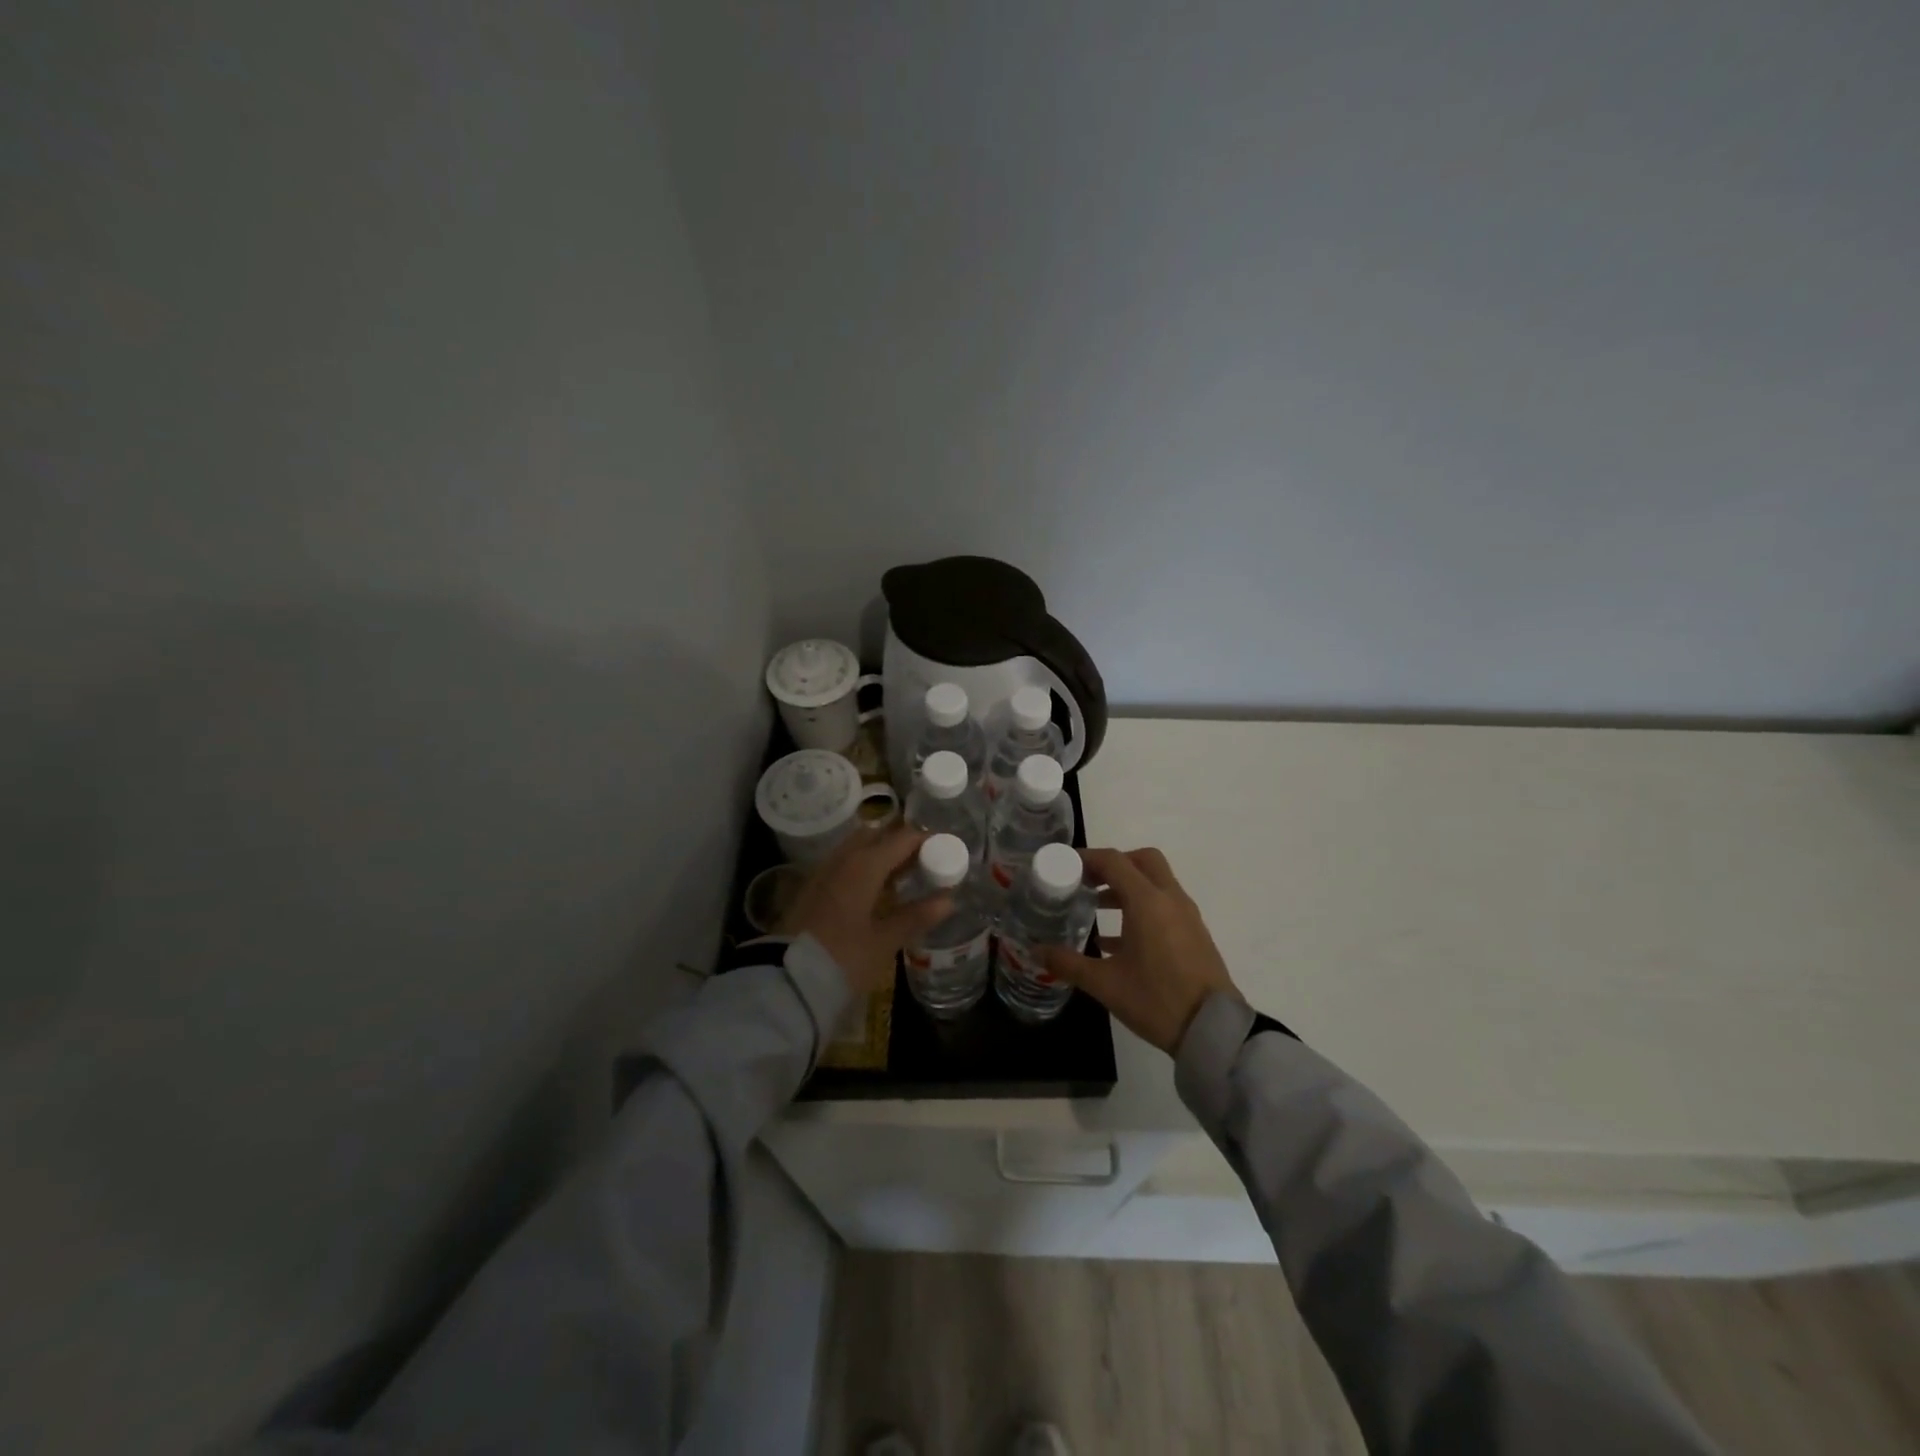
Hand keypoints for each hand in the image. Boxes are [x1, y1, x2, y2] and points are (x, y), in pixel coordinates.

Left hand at [780, 825, 953, 994]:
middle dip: (901, 843)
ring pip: (856, 848)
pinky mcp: (811, 888)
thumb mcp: (884, 941)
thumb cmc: (843, 958)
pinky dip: (862, 868)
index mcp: (864, 864)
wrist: (788, 980)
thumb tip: (949, 899)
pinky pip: (843, 865)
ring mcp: (823, 872)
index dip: (927, 841)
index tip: (946, 851)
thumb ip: (916, 916)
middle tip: (924, 862)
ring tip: (902, 877)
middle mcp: (842, 859)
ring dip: (880, 854)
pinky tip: (873, 891)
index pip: (902, 838)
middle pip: (876, 835)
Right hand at [1043, 847, 1241, 1053]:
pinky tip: (1117, 939)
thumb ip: (1068, 963)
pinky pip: (1164, 905)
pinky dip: (1141, 907)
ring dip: (1127, 886)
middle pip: (1141, 861)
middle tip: (1087, 880)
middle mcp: (1170, 899)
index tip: (1065, 865)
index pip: (1114, 861)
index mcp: (1147, 902)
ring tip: (1096, 907)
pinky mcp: (1194, 933)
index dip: (1087, 858)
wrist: (1214, 1030)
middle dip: (1113, 864)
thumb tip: (1036, 951)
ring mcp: (1186, 915)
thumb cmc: (1157, 1000)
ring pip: (1155, 882)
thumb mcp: (1105, 984)